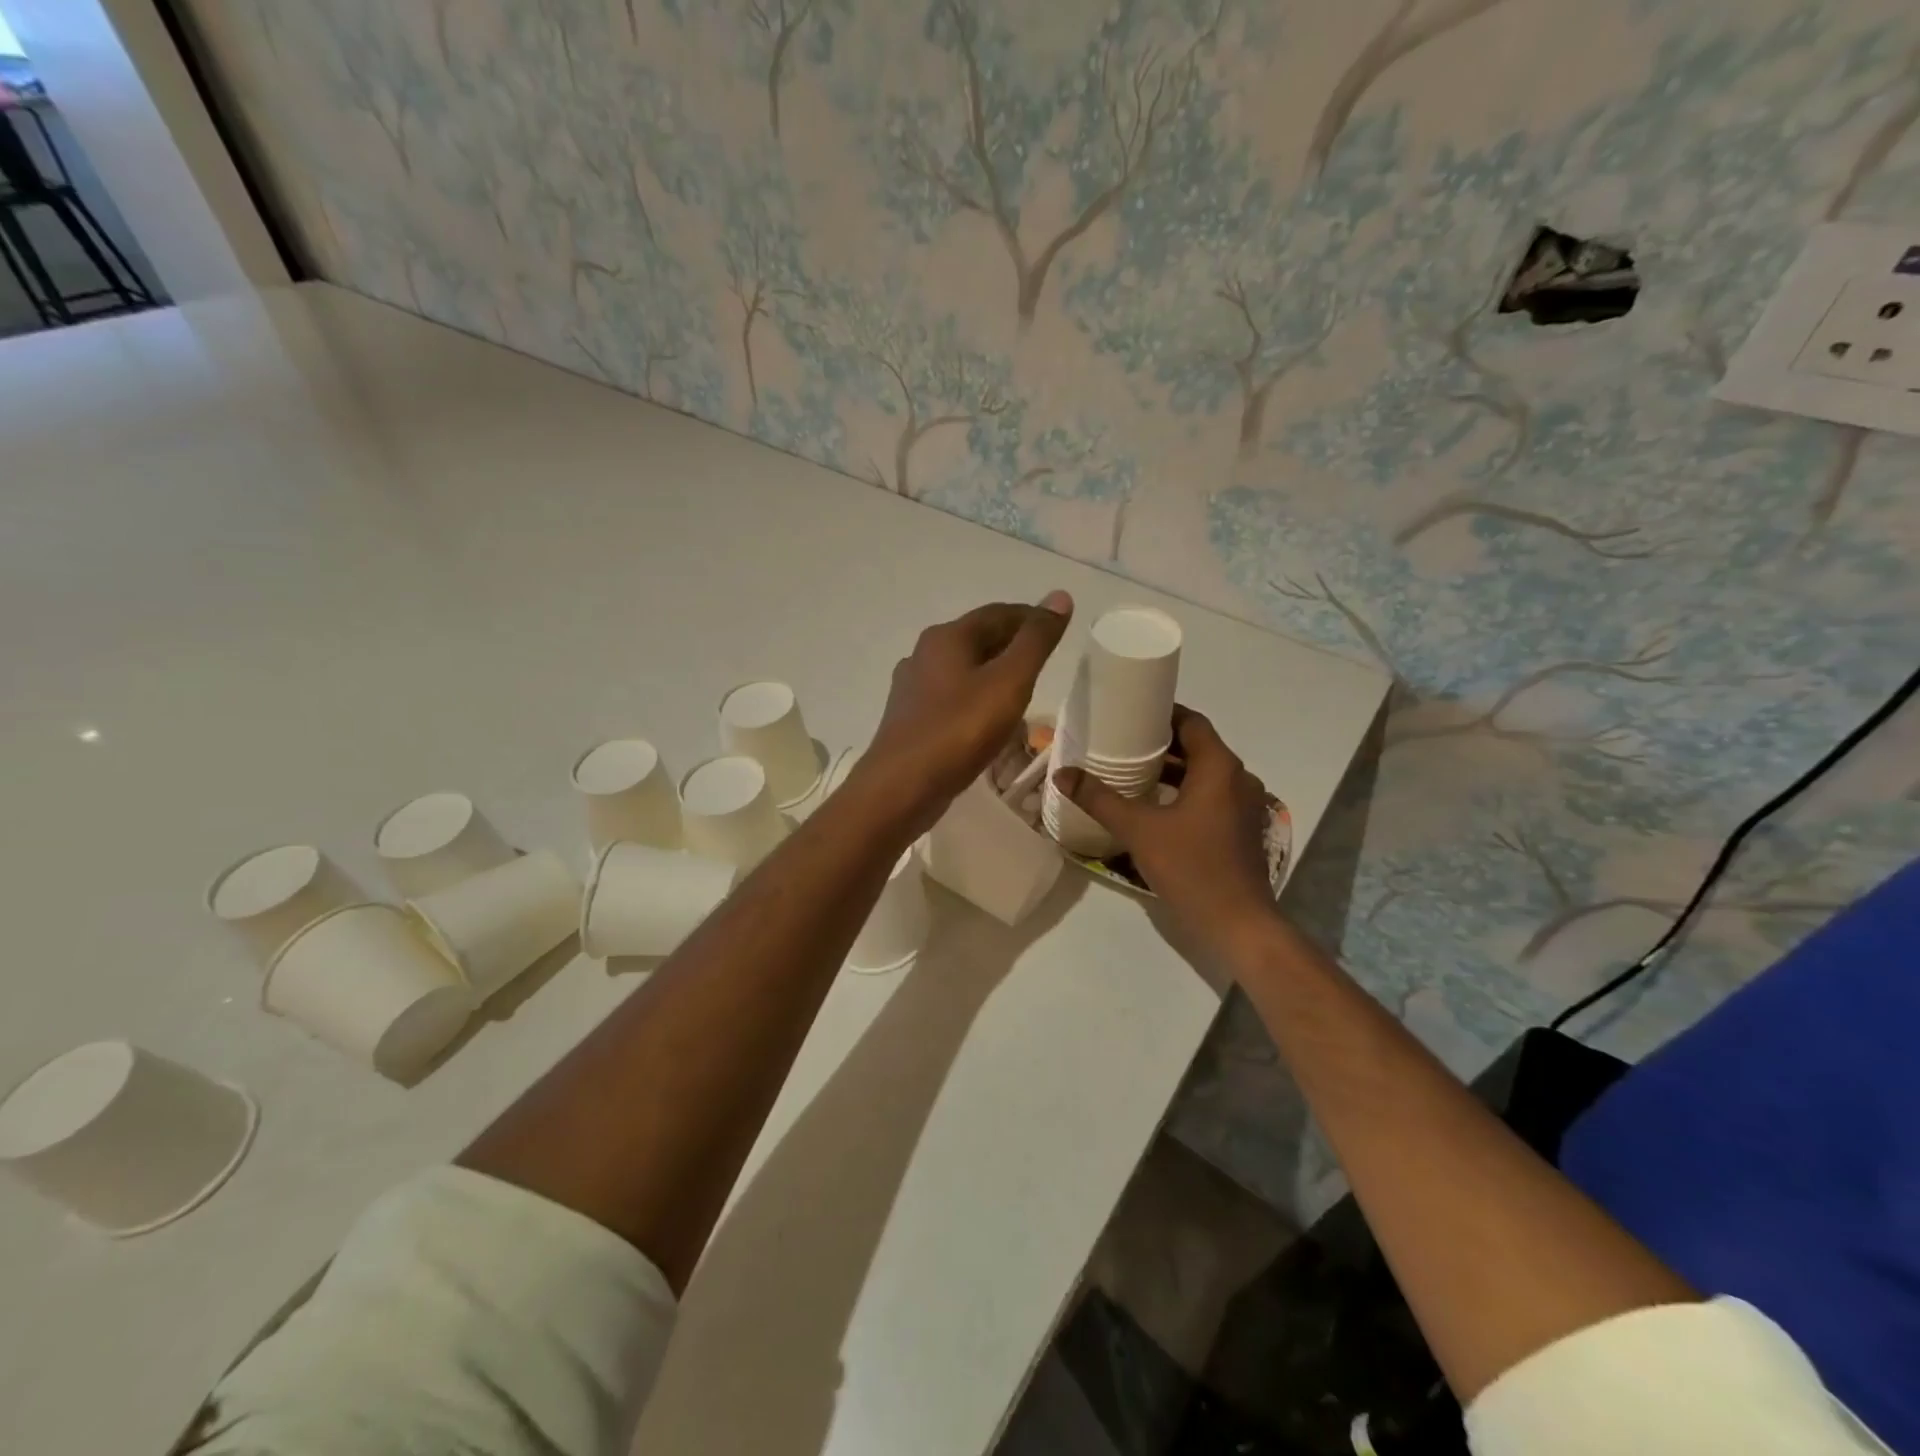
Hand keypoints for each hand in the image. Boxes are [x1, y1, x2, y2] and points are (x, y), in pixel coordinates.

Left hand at [858, 592, 1073, 833]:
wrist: (901, 788)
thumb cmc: (958, 731)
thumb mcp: (1009, 682)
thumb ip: (1035, 641)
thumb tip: (1059, 596)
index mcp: (946, 638)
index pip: (997, 613)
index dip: (1031, 617)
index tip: (1058, 629)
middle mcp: (924, 654)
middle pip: (977, 639)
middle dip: (1012, 645)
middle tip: (1046, 661)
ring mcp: (913, 689)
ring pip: (963, 670)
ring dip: (994, 674)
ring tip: (1023, 691)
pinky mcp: (911, 720)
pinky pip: (952, 699)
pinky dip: (976, 700)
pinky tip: (988, 721)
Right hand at [1053, 706, 1279, 965]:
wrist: (1237, 923)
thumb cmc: (1191, 867)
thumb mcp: (1138, 829)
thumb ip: (1099, 799)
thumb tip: (1062, 773)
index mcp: (1219, 767)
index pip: (1192, 722)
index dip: (1163, 713)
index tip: (1131, 712)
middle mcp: (1237, 778)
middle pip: (1198, 746)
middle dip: (1162, 742)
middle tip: (1122, 740)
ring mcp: (1243, 805)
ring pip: (1205, 773)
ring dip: (1173, 769)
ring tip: (1132, 770)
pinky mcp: (1241, 828)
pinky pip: (1211, 795)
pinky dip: (1184, 791)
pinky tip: (1154, 805)